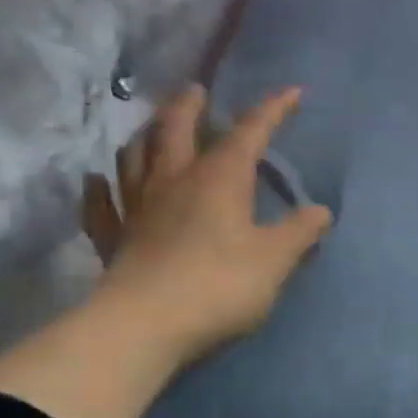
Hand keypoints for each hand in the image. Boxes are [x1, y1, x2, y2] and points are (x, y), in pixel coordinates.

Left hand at [82, 84, 332, 367]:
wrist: (145, 326)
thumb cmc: (220, 284)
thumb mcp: (276, 259)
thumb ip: (300, 232)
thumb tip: (320, 211)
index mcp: (220, 179)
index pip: (249, 133)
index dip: (272, 110)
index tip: (291, 91)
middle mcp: (174, 182)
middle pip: (176, 131)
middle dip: (189, 107)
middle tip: (195, 90)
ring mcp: (137, 209)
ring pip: (135, 158)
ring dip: (145, 136)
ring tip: (152, 128)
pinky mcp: (113, 240)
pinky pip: (101, 206)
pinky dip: (99, 189)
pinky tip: (96, 180)